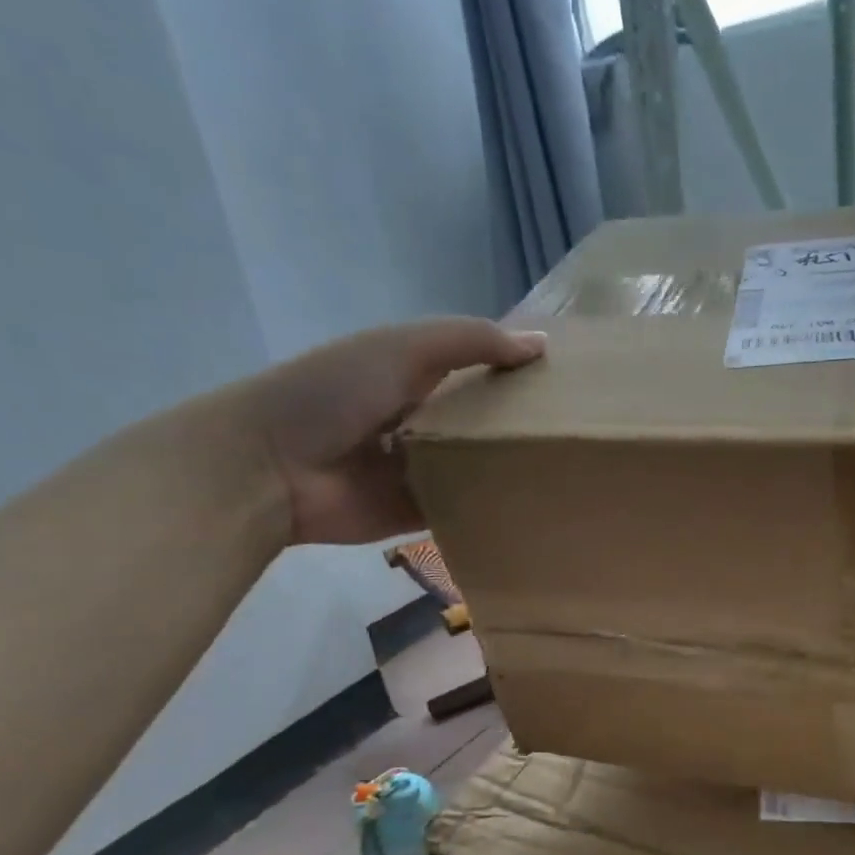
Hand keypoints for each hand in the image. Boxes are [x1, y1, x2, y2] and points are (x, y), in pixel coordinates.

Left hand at [244, 318, 543, 544]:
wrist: (272, 467)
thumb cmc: (334, 392)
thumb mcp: (403, 348)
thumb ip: (470, 342)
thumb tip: (542, 347)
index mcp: (417, 376)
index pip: (480, 370)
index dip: (519, 373)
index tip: (571, 382)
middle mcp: (424, 421)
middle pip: (485, 422)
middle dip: (524, 426)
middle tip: (582, 435)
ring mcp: (422, 470)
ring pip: (480, 468)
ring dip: (513, 470)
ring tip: (572, 473)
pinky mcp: (420, 512)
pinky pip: (465, 510)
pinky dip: (491, 510)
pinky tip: (537, 509)